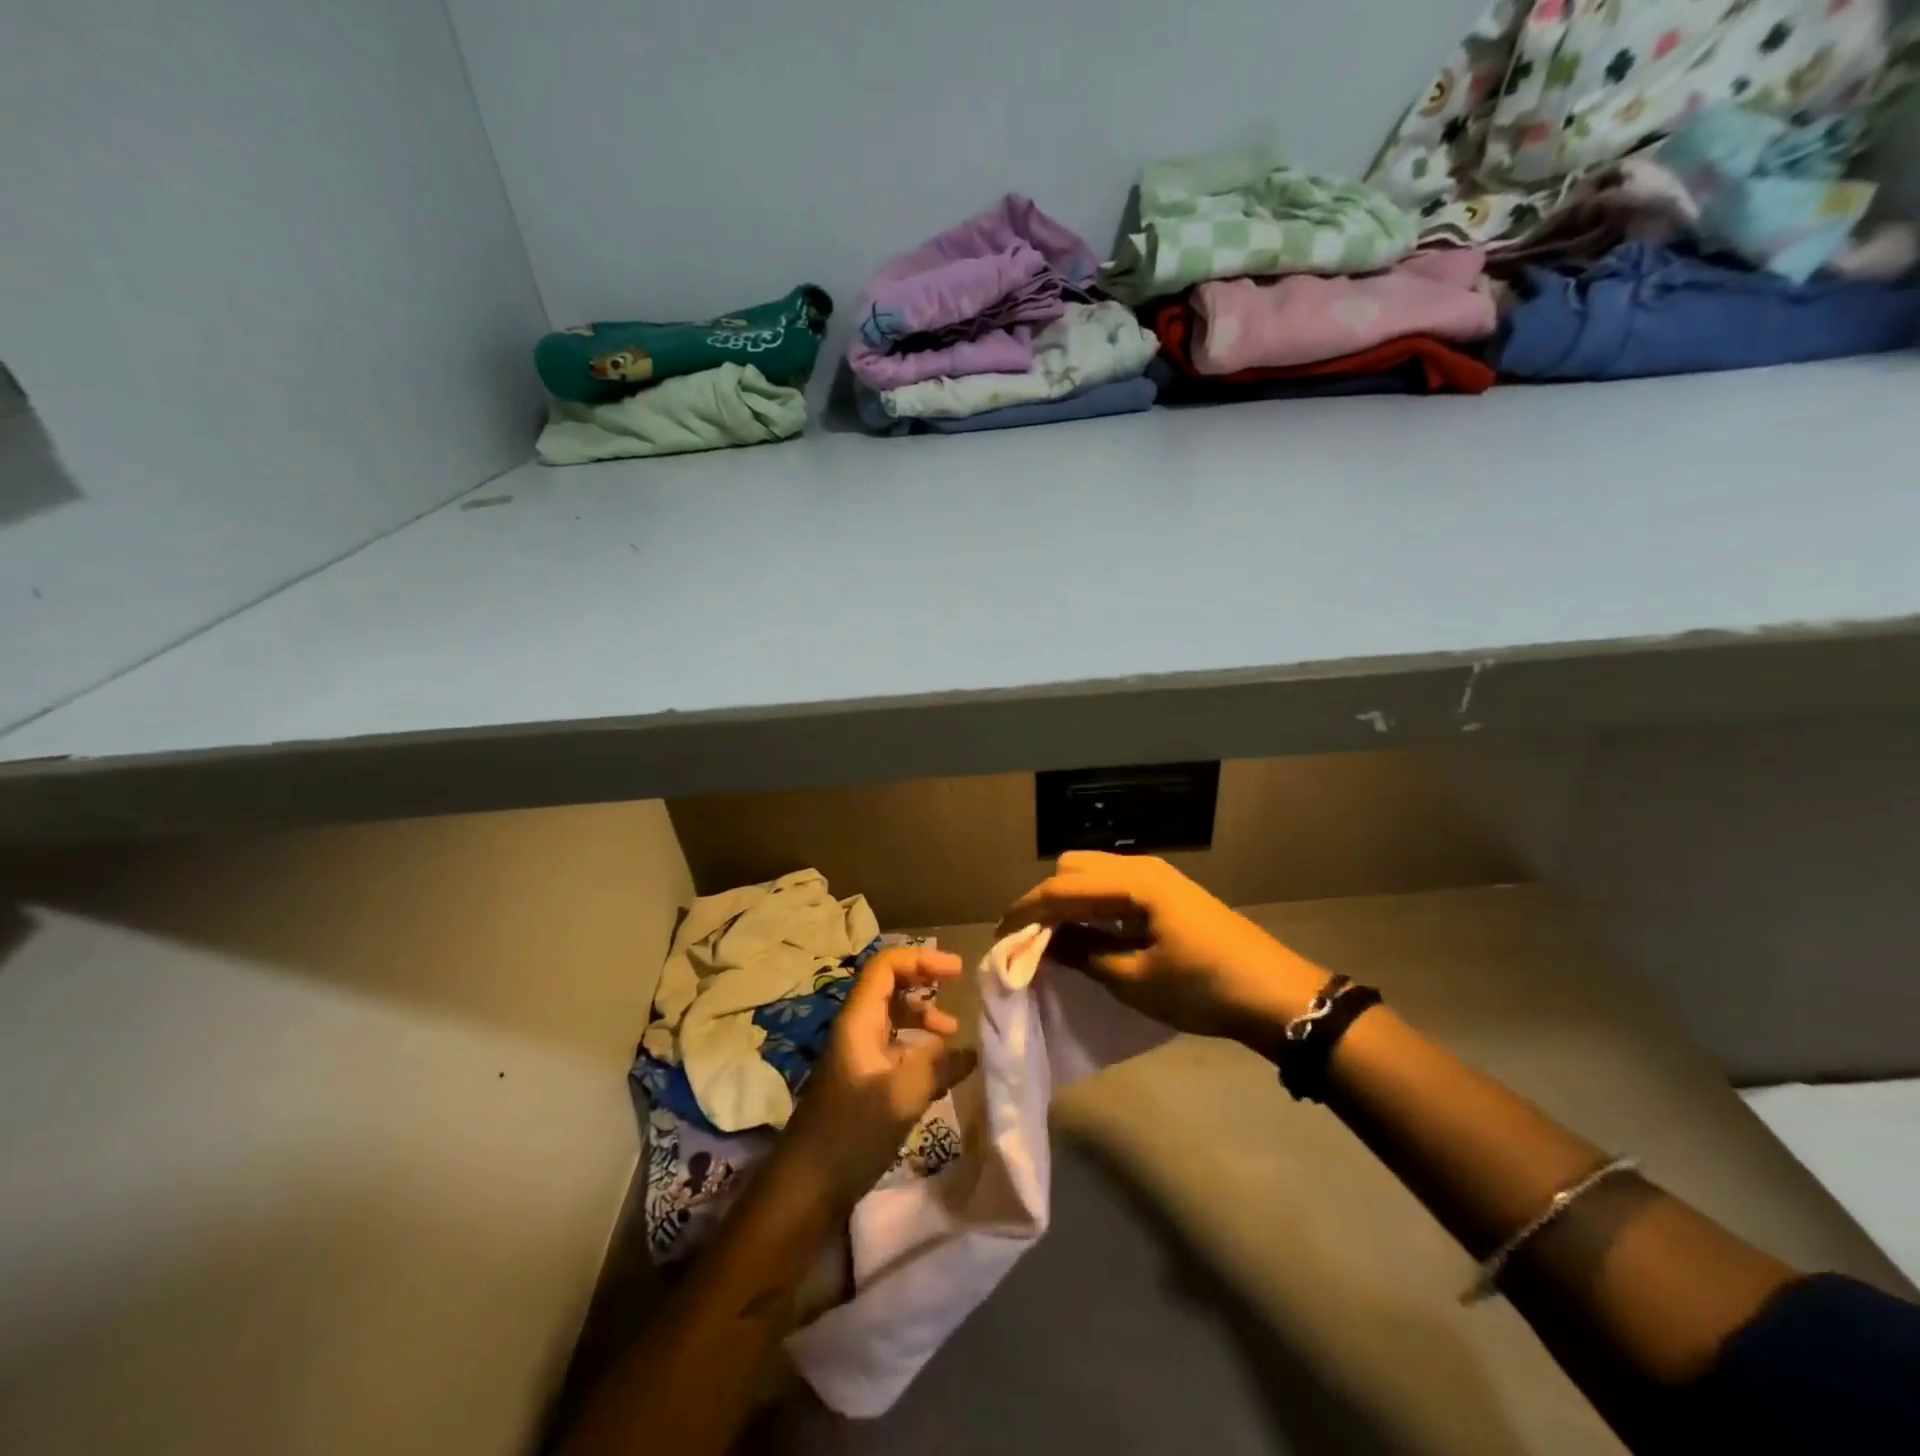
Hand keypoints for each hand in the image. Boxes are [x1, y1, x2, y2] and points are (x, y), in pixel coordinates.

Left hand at [778, 945, 977, 1208]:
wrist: (806, 1189)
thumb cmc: (850, 1133)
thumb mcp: (901, 1096)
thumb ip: (939, 1067)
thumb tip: (971, 1051)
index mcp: (858, 1021)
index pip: (886, 966)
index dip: (921, 959)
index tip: (957, 970)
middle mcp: (857, 1030)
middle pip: (892, 988)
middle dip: (926, 987)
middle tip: (958, 996)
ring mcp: (859, 1057)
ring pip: (895, 1020)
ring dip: (924, 1020)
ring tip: (953, 1037)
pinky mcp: (864, 1083)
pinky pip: (896, 1050)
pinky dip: (920, 1051)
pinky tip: (942, 1071)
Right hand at [998, 852, 1320, 1045]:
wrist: (1277, 995)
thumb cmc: (1203, 988)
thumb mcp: (1135, 979)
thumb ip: (1084, 954)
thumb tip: (1043, 944)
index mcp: (1131, 882)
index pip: (1061, 887)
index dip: (1026, 910)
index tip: (1000, 937)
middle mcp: (1140, 868)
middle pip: (1073, 868)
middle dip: (1046, 899)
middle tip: (1032, 940)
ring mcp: (1156, 878)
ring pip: (1093, 875)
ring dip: (1069, 901)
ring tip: (1056, 941)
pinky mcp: (1166, 894)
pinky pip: (1113, 887)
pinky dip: (1092, 906)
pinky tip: (1090, 935)